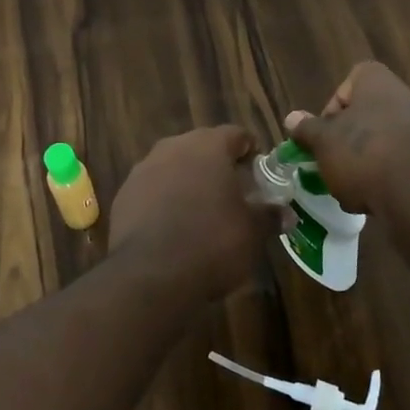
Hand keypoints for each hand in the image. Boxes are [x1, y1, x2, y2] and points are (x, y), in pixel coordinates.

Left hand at [109, 126, 277, 298]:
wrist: (151, 275)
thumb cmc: (213, 242)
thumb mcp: (253, 232)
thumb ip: (269, 216)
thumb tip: (286, 214)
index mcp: (208, 146)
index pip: (236, 134)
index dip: (250, 151)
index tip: (258, 171)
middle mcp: (173, 147)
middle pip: (201, 147)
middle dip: (217, 166)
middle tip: (233, 192)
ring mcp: (143, 170)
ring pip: (173, 167)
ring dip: (188, 182)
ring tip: (202, 211)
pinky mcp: (123, 195)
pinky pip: (152, 190)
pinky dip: (164, 201)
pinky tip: (173, 227)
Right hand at [283, 62, 409, 213]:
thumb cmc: (363, 153)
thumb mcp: (323, 142)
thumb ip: (307, 129)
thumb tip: (291, 118)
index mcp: (376, 82)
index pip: (348, 83)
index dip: (332, 108)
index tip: (323, 133)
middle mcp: (404, 97)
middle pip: (365, 116)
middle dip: (347, 141)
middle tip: (333, 162)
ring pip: (383, 142)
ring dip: (366, 163)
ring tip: (352, 188)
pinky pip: (402, 165)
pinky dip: (387, 179)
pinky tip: (376, 199)